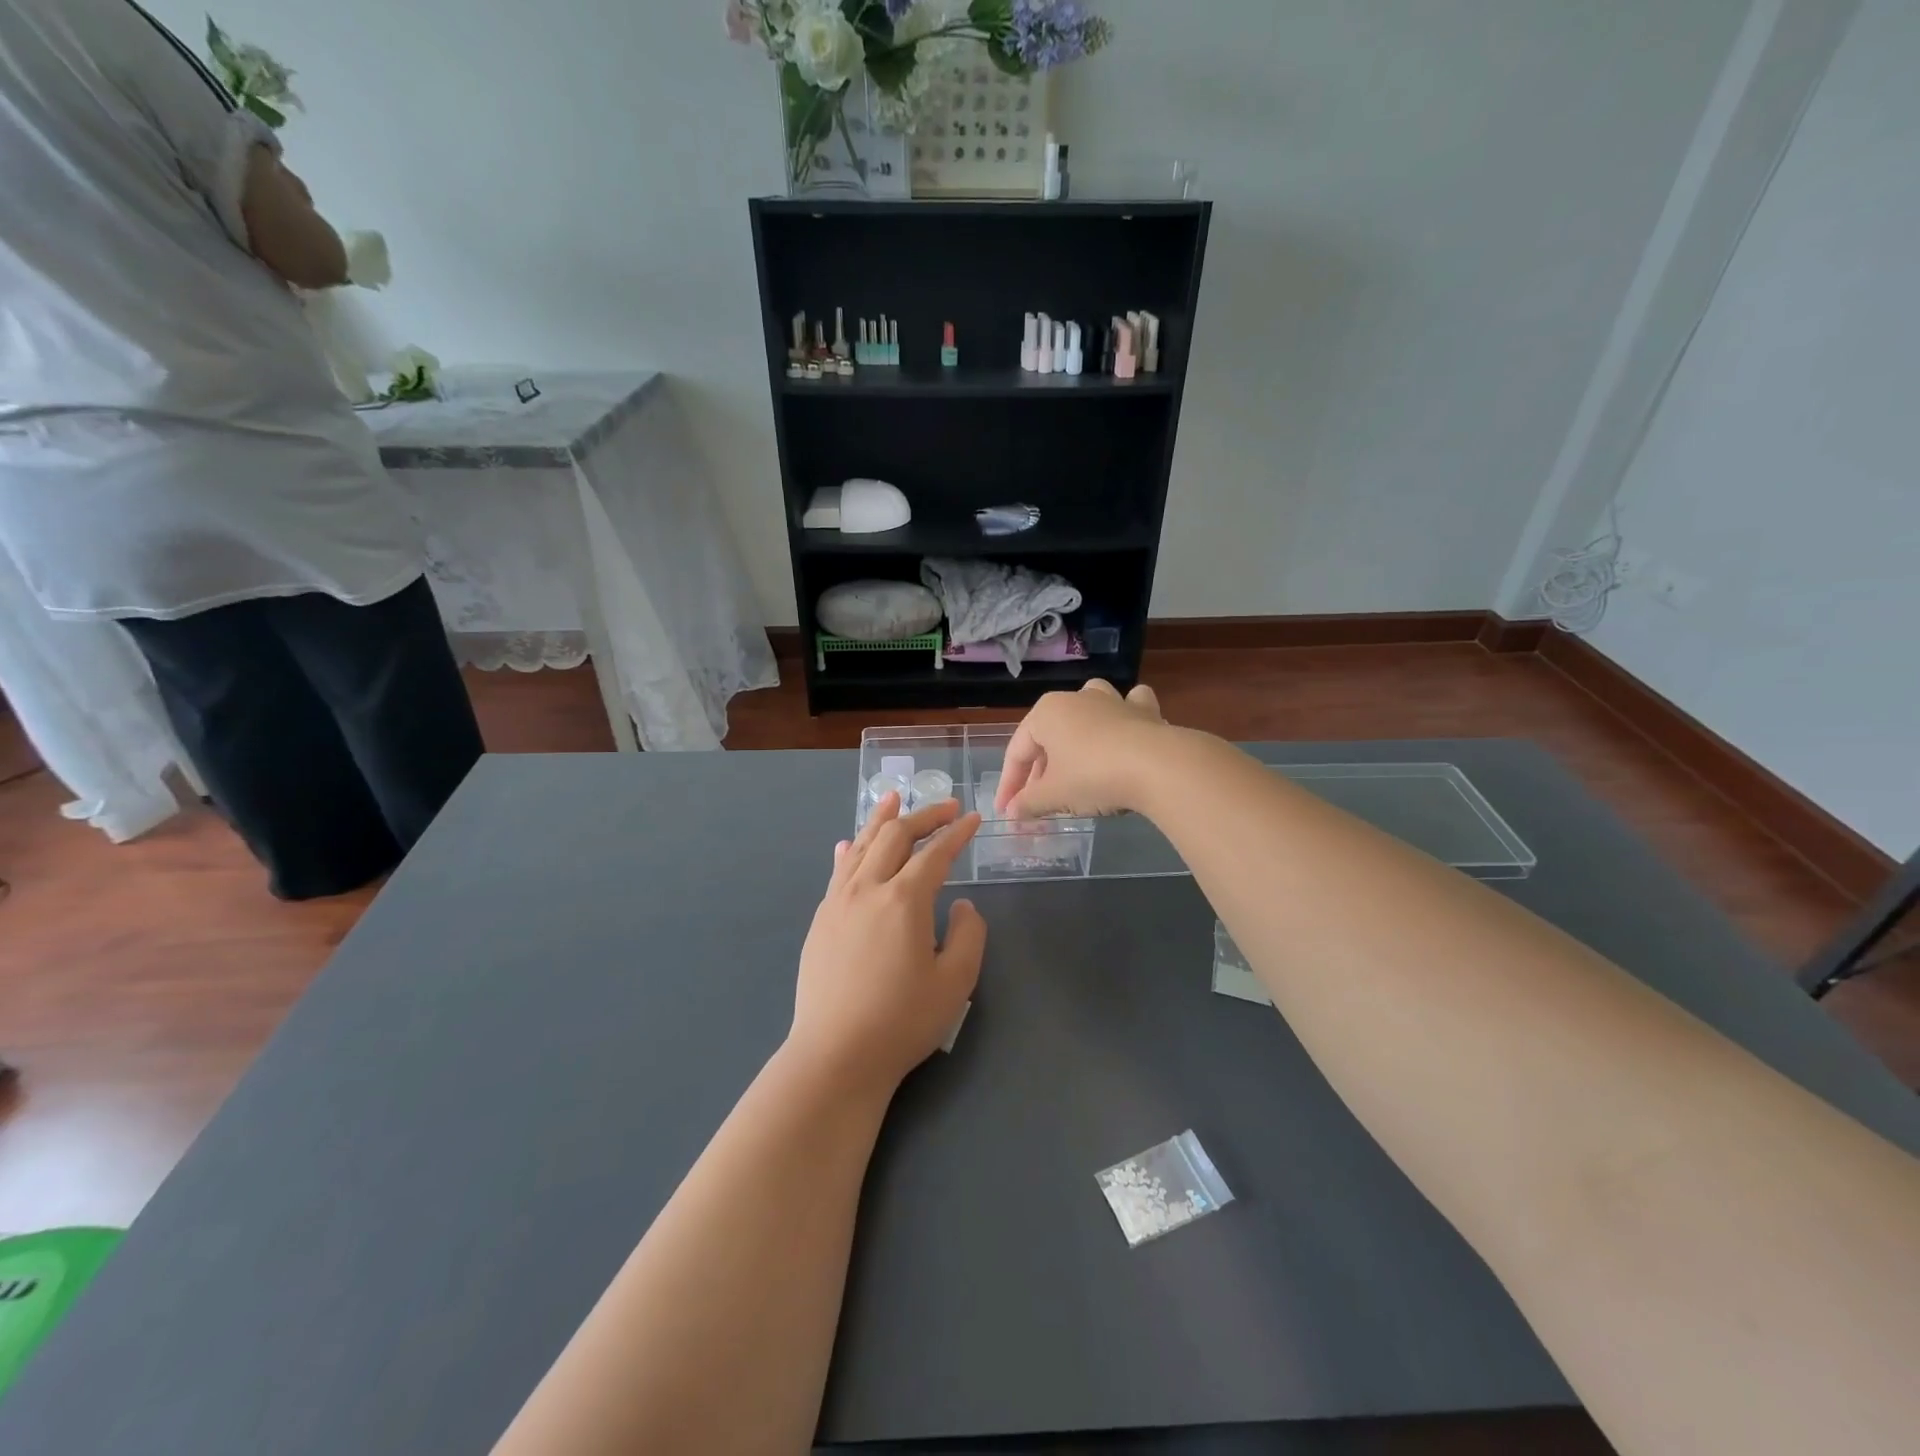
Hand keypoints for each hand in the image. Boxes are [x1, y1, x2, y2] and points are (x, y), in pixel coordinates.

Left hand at [790, 793, 986, 1094]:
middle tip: (945, 806)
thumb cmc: (902, 1021)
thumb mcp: (955, 982)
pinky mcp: (821, 920)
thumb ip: (968, 934)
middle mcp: (868, 888)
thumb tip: (960, 904)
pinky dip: (852, 849)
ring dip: (881, 820)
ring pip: (862, 846)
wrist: (836, 1054)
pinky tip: (851, 843)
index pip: (935, 853)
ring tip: (894, 799)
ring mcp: (838, 902)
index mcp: (904, 900)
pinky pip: (839, 871)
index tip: (973, 818)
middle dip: (923, 815)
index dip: (957, 833)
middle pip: (895, 836)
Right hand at [995, 679, 1167, 819]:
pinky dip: (1124, 719)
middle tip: (1037, 805)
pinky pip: (1128, 709)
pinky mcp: (1144, 712)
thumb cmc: (1093, 776)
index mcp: (1046, 713)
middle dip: (1041, 772)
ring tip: (1074, 763)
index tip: (1007, 812)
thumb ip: (1029, 803)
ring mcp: (1112, 701)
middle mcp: (1076, 699)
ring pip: (1086, 714)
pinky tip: (1124, 734)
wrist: (1159, 767)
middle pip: (1049, 738)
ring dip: (1077, 736)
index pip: (1017, 753)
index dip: (1010, 785)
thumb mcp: (1054, 796)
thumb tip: (1012, 813)